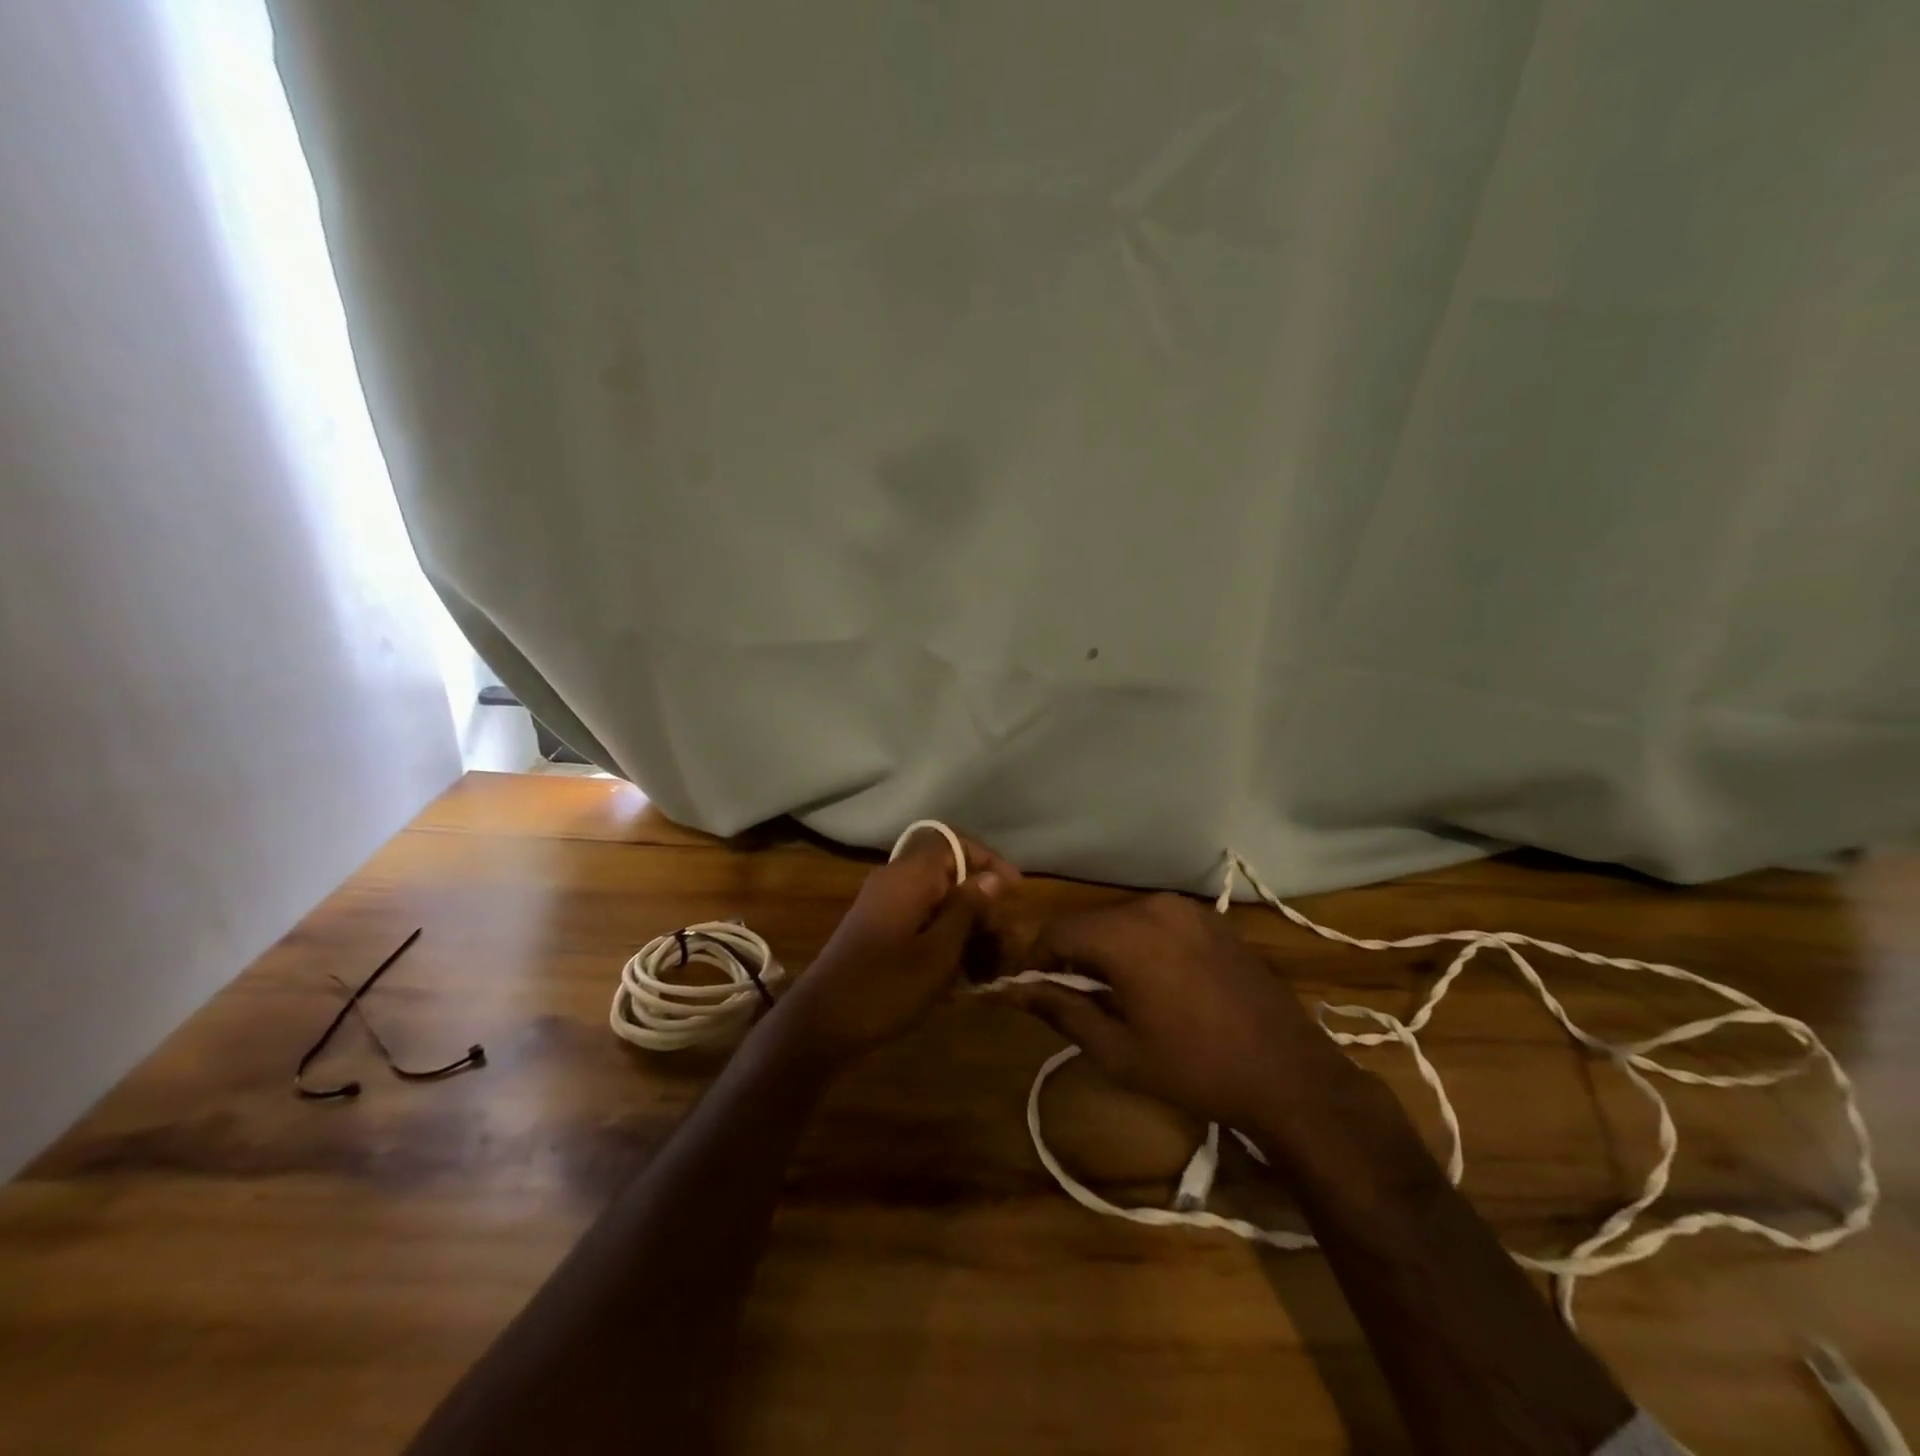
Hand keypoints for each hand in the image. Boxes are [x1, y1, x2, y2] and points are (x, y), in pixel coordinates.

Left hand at [766, 828, 1020, 1070]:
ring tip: (986, 964)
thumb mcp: (938, 952)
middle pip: (947, 873)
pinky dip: (942, 939)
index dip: (987, 859)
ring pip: (935, 900)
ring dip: (963, 925)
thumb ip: (967, 909)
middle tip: (1001, 939)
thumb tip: (991, 877)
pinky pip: (919, 921)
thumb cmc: (885, 987)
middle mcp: (894, 881)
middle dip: (979, 901)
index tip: (1015, 891)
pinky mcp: (876, 931)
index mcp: (908, 876)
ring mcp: (882, 906)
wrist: (820, 1025)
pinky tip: (957, 976)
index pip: (953, 842)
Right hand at [1007, 893, 1348, 1131]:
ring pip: (1123, 920)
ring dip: (1109, 949)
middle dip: (1074, 955)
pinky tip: (1160, 982)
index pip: (1056, 931)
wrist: (1289, 1074)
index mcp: (1125, 935)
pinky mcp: (1212, 917)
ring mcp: (1187, 908)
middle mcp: (1153, 906)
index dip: (1037, 960)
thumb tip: (1012, 991)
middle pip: (1090, 922)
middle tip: (1079, 1000)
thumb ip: (1060, 1010)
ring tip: (1121, 994)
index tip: (1038, 993)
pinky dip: (1143, 943)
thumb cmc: (1194, 1069)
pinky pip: (1158, 921)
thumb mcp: (1117, 1050)